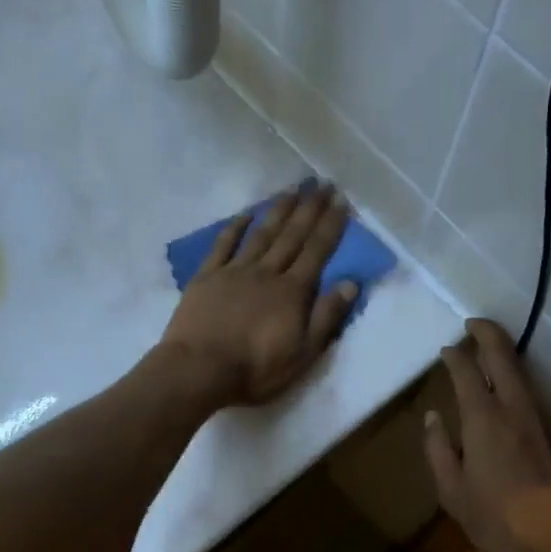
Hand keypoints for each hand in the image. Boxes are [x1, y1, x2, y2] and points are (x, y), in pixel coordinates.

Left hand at [159, 182, 359, 408]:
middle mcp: (267, 272)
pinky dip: (236, 227)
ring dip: (279, 210)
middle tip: (322, 183)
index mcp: (292, 292)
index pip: (317, 251)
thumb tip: (351, 283)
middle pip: (292, 235)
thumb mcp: (303, 353)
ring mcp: (235, 271)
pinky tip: (246, 213)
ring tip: (293, 189)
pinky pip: (224, 245)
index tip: (341, 200)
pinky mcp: (207, 277)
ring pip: (262, 234)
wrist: (199, 369)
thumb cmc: (255, 368)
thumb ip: (326, 317)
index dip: (330, 225)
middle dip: (309, 209)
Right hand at [423, 319, 550, 551]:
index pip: (467, 371)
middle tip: (472, 323)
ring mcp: (542, 418)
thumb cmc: (500, 522)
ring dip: (504, 354)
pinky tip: (507, 389)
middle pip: (503, 356)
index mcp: (484, 419)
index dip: (455, 355)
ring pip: (522, 372)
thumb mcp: (454, 492)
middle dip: (487, 333)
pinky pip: (532, 393)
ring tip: (487, 350)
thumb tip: (432, 417)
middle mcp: (515, 408)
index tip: (446, 348)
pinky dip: (516, 379)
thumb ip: (438, 450)